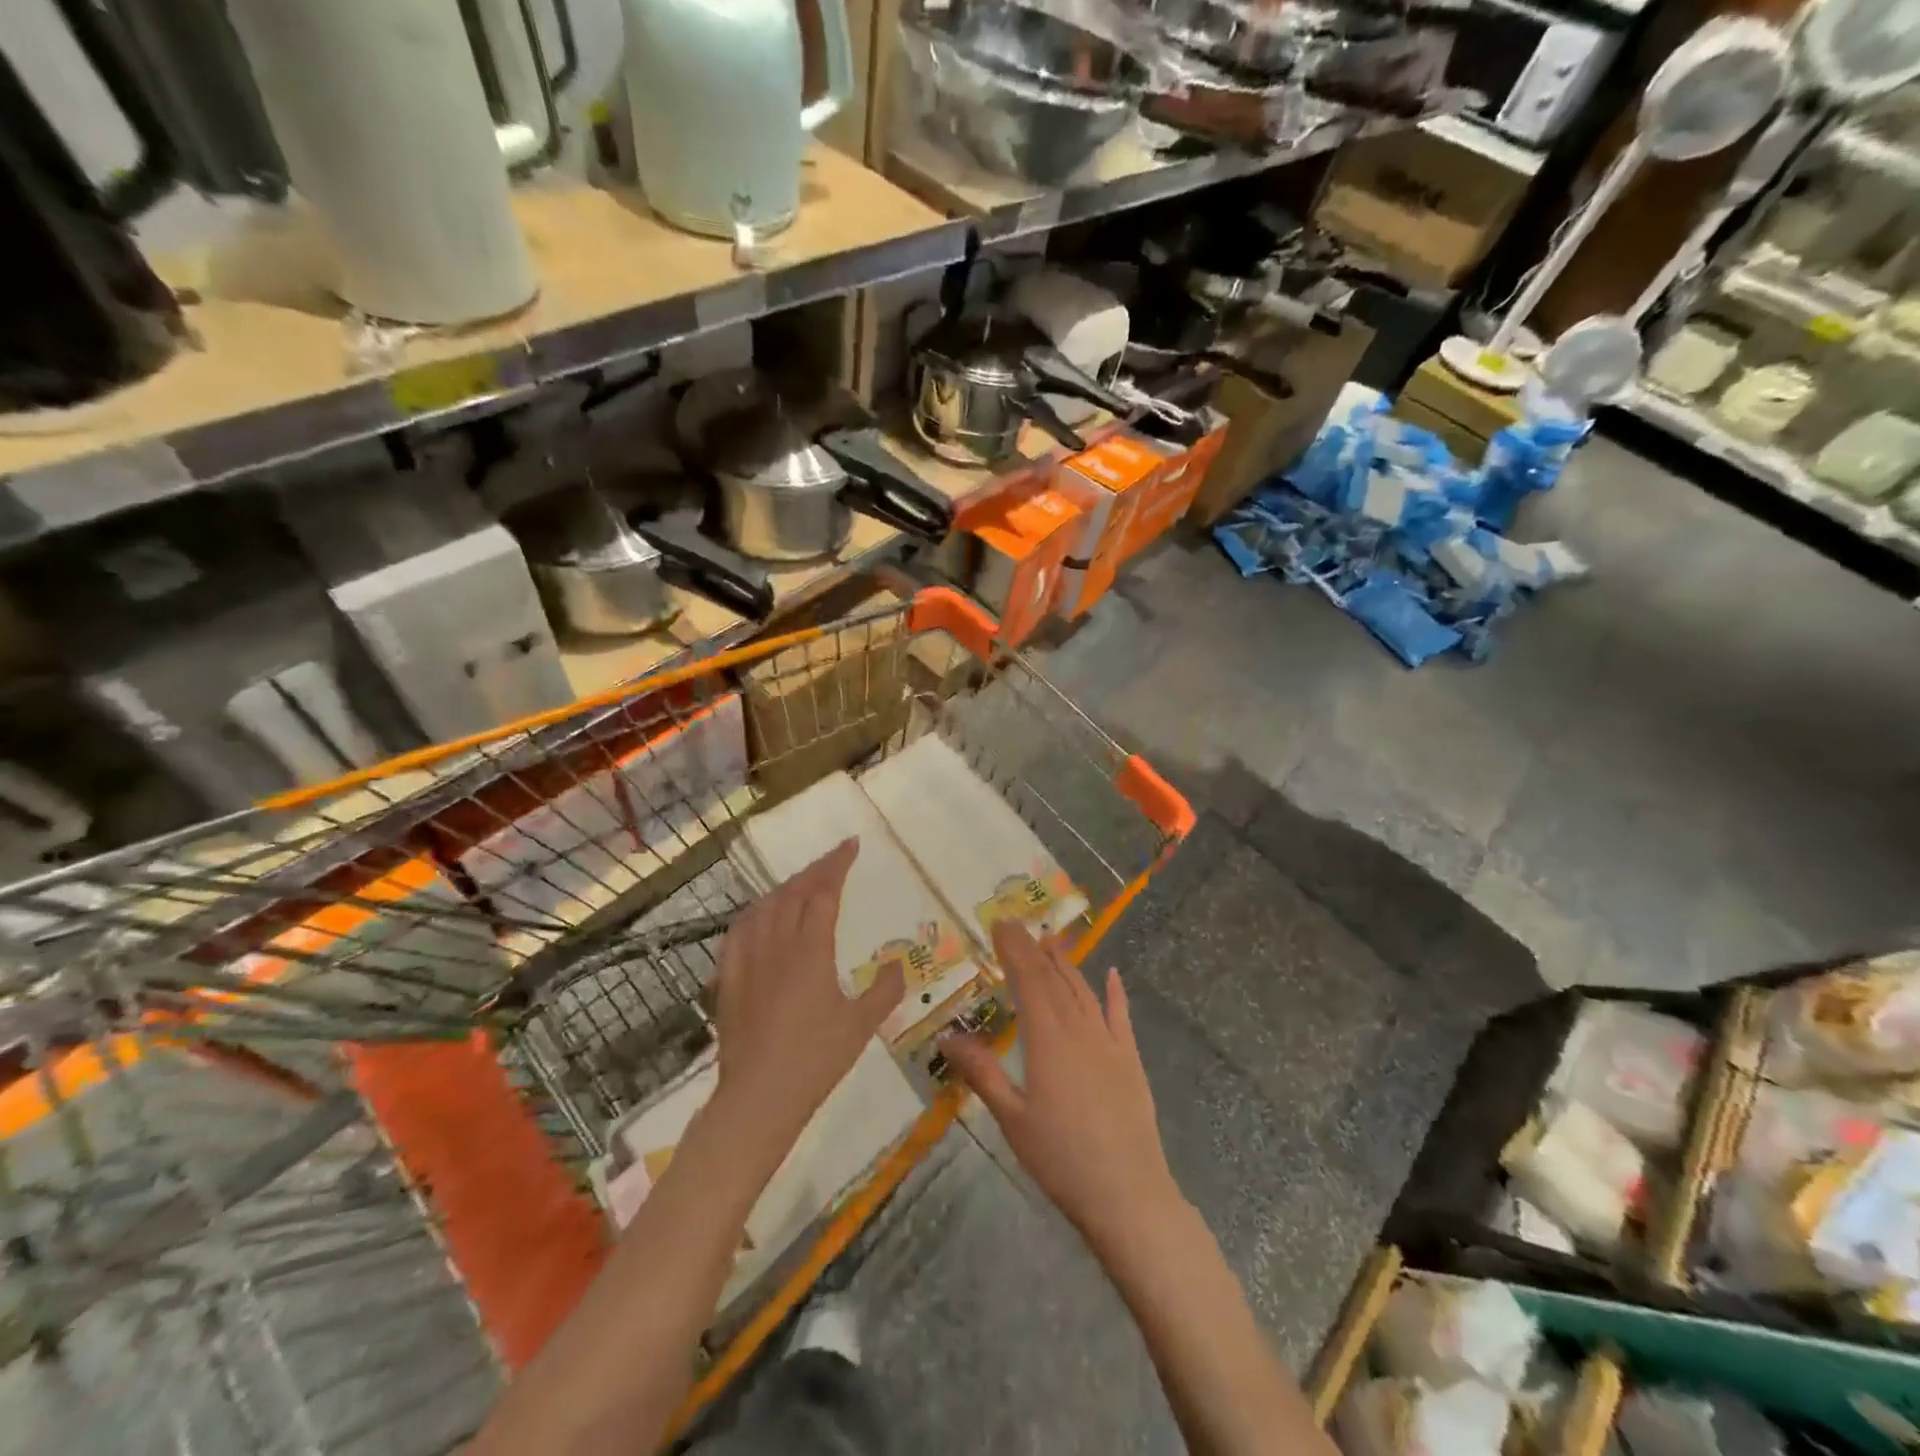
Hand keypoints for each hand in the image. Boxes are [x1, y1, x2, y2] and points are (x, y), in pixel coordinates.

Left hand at [710, 838, 902, 1163]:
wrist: (759, 1097)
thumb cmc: (816, 1060)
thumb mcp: (861, 1026)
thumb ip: (884, 990)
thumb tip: (900, 963)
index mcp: (811, 950)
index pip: (824, 892)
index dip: (838, 865)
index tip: (851, 845)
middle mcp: (777, 944)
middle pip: (794, 892)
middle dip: (816, 869)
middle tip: (835, 858)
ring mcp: (747, 959)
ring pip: (765, 906)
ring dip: (786, 887)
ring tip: (803, 882)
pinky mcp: (727, 977)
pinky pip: (739, 930)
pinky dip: (755, 912)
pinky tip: (760, 916)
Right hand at [942, 922, 1183, 1254]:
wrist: (1128, 1194)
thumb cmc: (1061, 1158)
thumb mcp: (1012, 1118)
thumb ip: (981, 1073)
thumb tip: (946, 1037)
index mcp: (1047, 1038)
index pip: (1028, 979)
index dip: (1014, 948)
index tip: (1000, 924)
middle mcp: (1079, 1029)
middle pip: (1053, 978)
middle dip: (1033, 949)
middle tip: (1017, 926)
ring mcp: (1108, 1042)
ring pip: (1084, 991)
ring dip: (1066, 964)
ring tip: (1051, 942)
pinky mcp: (1130, 1060)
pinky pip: (1120, 1016)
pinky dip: (1114, 992)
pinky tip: (1112, 975)